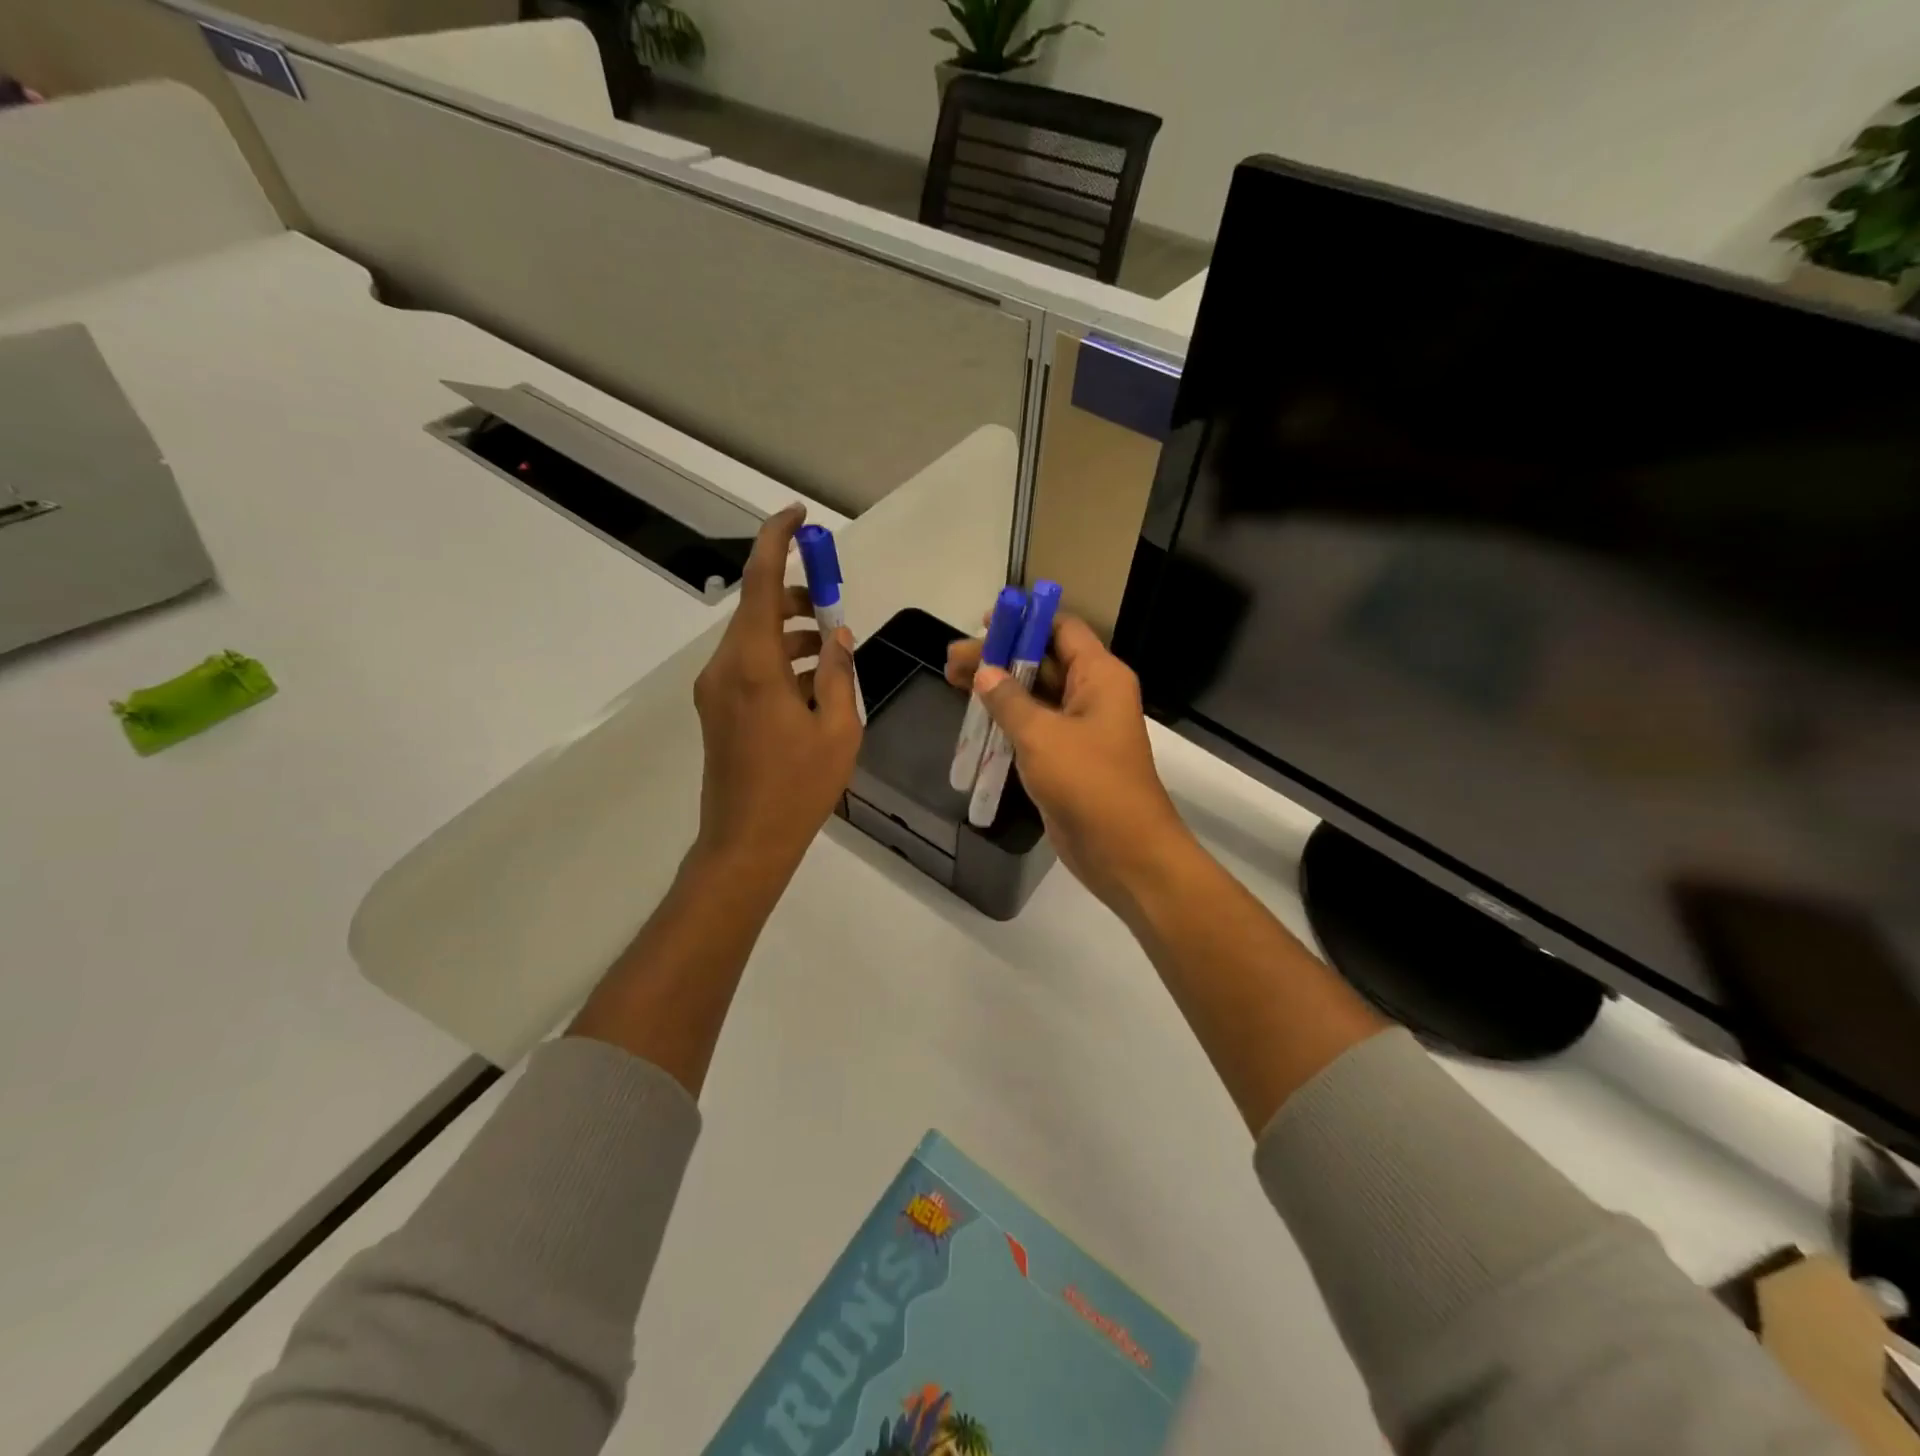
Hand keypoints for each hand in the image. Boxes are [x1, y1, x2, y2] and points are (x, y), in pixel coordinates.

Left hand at [692, 504, 861, 881]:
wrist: (746, 842)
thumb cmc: (800, 787)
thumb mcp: (838, 727)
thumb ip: (838, 671)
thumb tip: (837, 633)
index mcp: (756, 665)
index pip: (762, 583)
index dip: (777, 541)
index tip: (798, 516)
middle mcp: (726, 666)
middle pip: (757, 607)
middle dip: (796, 594)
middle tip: (834, 601)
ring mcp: (716, 688)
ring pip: (753, 636)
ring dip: (790, 629)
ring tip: (831, 647)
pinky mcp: (717, 707)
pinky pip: (748, 664)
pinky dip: (779, 657)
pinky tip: (811, 679)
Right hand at [946, 615, 1193, 907]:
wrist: (1123, 851)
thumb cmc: (1089, 783)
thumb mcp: (1042, 735)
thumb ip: (1009, 700)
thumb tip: (984, 671)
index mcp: (1100, 676)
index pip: (1062, 629)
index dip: (1024, 621)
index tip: (984, 623)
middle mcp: (1093, 694)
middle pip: (1042, 661)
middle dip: (999, 657)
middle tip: (951, 660)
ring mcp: (1080, 728)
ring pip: (1035, 695)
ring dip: (997, 688)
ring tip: (951, 680)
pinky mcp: (1066, 758)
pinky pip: (1034, 727)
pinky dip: (1006, 719)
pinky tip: (973, 717)